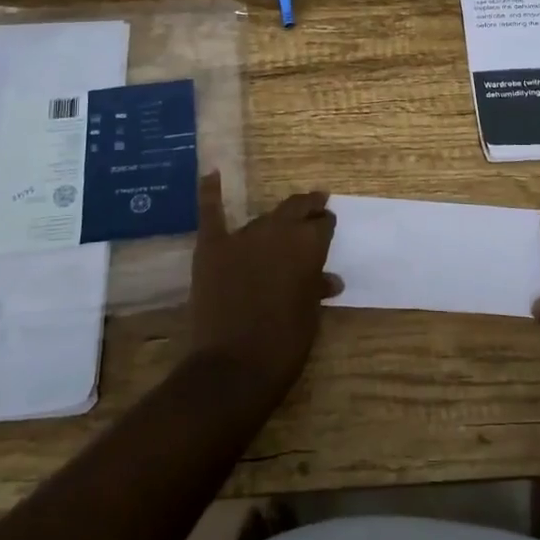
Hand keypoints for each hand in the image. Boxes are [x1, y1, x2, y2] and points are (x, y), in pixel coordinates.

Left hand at [185, 172, 339, 404]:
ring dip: (274, 221)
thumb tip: (330, 279)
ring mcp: (242, 237)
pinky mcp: (212, 248)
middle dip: (308, 207)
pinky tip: (211, 172)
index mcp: (308, 245)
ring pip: (263, 218)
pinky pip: (211, 213)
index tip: (328, 227)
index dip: (326, 225)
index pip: (322, 224)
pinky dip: (210, 192)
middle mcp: (278, 231)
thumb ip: (317, 288)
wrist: (234, 367)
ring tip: (282, 221)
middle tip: (317, 205)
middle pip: (296, 209)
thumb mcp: (310, 314)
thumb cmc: (285, 344)